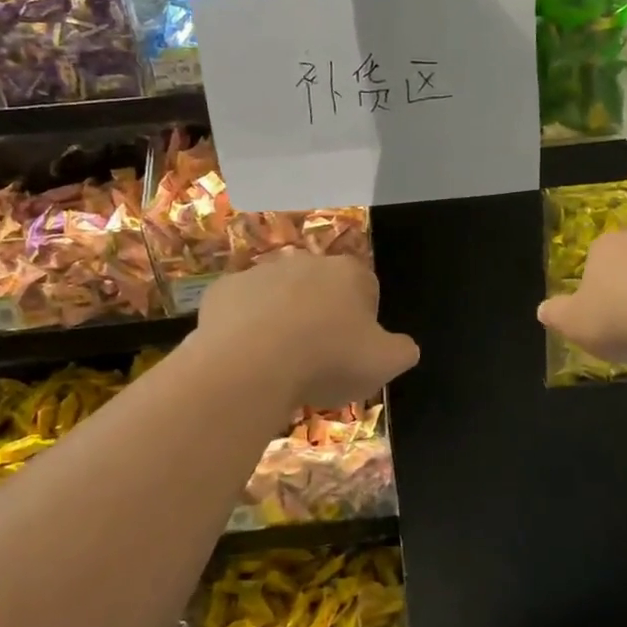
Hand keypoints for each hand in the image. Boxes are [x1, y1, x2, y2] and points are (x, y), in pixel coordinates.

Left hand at [196, 251, 418, 408]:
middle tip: (318, 360)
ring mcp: (261, 272)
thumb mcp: (385, 364)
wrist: (251, 365)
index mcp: (350, 273)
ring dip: (283, 320)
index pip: (367, 289)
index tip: (354, 352)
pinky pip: (241, 308)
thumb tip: (403, 347)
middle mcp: (307, 262)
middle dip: (322, 316)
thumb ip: (402, 351)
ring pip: (279, 296)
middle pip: (321, 289)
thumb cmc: (327, 360)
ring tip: (279, 363)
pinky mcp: (223, 290)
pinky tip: (247, 357)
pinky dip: (245, 327)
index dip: (364, 322)